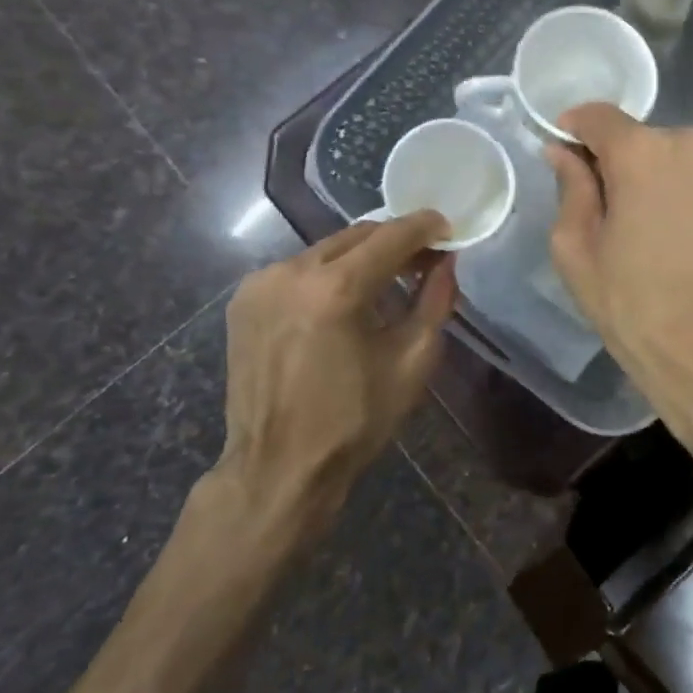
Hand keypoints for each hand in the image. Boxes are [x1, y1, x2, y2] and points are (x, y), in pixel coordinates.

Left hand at [205, 213, 456, 562]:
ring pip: (326, 250)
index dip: (424, 227)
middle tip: (425, 258)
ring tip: (388, 281)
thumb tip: (446, 262)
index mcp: (335, 289)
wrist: (278, 467)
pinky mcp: (244, 300)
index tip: (447, 226)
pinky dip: (329, 274)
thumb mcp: (412, 361)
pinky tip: (345, 301)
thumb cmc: (354, 420)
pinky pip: (299, 270)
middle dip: (395, 240)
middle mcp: (291, 272)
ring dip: (362, 257)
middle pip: (356, 235)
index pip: (390, 236)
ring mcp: (261, 284)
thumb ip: (435, 302)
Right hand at [547, 104, 692, 467]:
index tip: (566, 150)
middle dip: (623, 164)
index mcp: (644, 152)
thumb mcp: (578, 253)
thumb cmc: (637, 309)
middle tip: (615, 212)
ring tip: (661, 230)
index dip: (576, 130)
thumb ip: (570, 189)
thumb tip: (564, 152)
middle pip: (644, 139)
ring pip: (682, 156)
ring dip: (664, 177)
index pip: (599, 117)